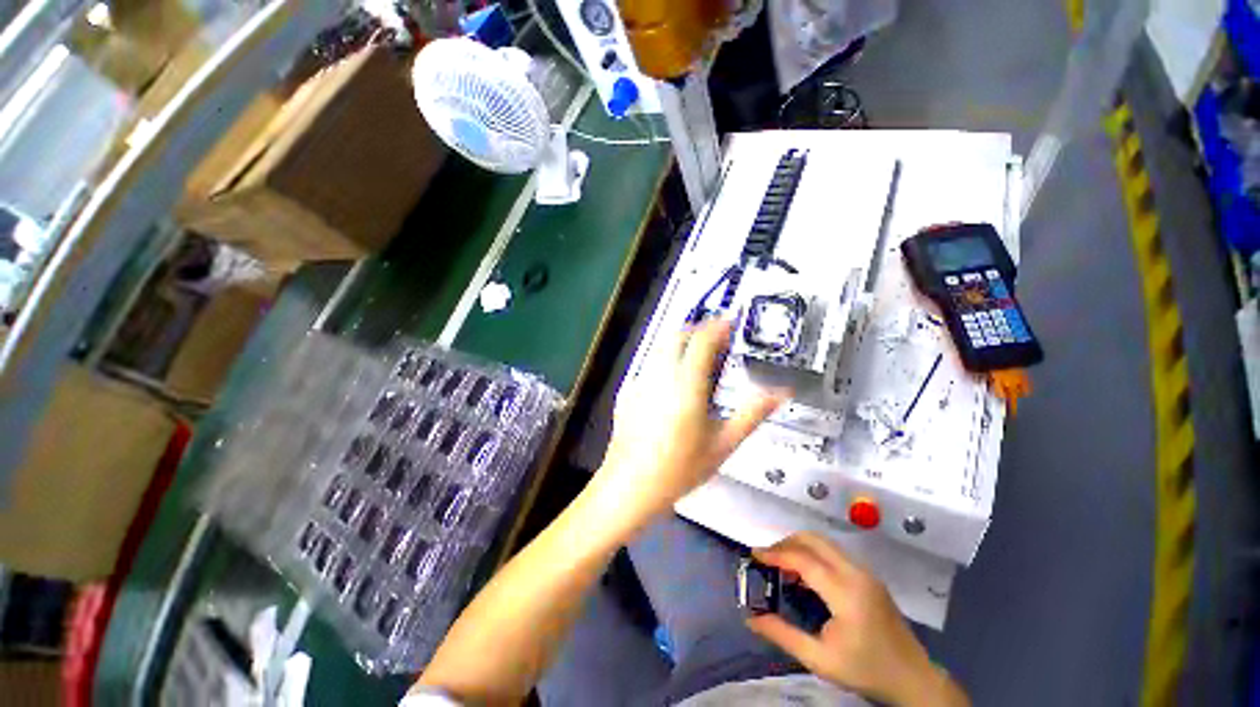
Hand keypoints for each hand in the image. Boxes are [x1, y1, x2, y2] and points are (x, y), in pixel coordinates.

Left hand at [594, 318, 782, 524]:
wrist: (630, 485)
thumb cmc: (679, 469)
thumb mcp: (723, 444)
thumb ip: (752, 414)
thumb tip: (779, 394)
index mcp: (686, 384)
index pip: (702, 340)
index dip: (718, 326)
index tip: (730, 322)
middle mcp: (660, 375)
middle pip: (678, 335)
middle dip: (698, 330)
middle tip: (716, 339)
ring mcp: (640, 381)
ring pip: (661, 346)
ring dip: (680, 341)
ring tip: (697, 355)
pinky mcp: (628, 391)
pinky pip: (649, 363)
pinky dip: (664, 359)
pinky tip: (672, 379)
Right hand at [747, 533, 968, 706]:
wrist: (913, 678)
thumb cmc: (865, 670)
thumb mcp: (819, 659)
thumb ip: (783, 635)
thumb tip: (750, 619)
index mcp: (845, 592)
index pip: (803, 559)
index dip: (776, 554)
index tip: (754, 555)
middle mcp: (855, 572)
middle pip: (813, 539)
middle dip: (786, 542)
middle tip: (767, 557)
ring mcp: (865, 572)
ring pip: (824, 542)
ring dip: (799, 545)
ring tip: (781, 563)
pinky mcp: (869, 576)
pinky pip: (834, 553)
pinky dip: (813, 553)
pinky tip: (805, 574)